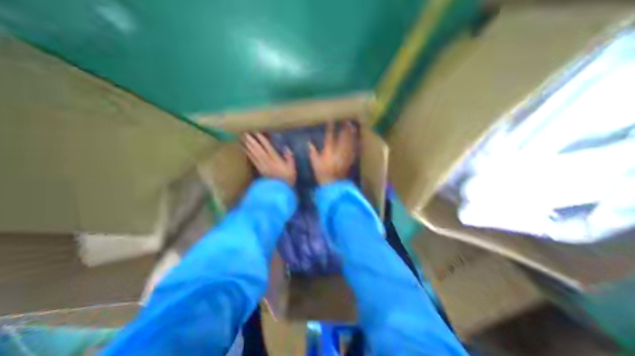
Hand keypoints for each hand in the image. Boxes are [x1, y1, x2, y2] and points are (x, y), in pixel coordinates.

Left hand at [243, 132, 296, 186]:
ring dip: (247, 145)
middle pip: (258, 149)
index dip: (262, 139)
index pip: (268, 147)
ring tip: (242, 138)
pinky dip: (247, 153)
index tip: (257, 132)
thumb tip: (286, 148)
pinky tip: (244, 149)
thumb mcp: (292, 168)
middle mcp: (267, 161)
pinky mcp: (259, 170)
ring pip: (253, 154)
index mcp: (275, 160)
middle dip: (251, 140)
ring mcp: (261, 166)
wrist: (280, 190)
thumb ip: (289, 158)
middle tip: (245, 132)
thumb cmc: (288, 179)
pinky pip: (252, 160)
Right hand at [310, 121, 355, 184]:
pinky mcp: (350, 160)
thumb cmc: (322, 173)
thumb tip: (309, 143)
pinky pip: (354, 150)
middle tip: (347, 121)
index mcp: (328, 150)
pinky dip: (356, 144)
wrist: (333, 184)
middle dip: (345, 128)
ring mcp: (345, 155)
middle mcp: (338, 150)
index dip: (330, 127)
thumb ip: (312, 153)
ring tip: (353, 127)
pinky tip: (358, 140)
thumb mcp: (315, 163)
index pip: (329, 136)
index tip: (331, 120)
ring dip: (352, 134)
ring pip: (350, 142)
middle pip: (343, 137)